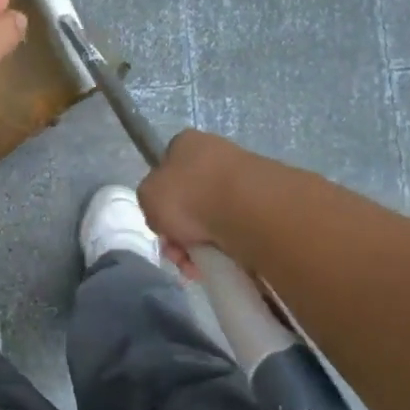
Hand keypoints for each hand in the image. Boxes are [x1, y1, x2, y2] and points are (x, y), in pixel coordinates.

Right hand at [138, 129, 248, 273]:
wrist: (245, 211)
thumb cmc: (188, 195)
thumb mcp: (147, 196)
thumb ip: (149, 201)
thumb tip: (166, 214)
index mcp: (186, 143)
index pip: (167, 170)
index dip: (160, 200)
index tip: (160, 224)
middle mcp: (215, 156)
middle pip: (188, 201)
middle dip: (179, 232)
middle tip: (177, 253)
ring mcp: (241, 180)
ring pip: (209, 220)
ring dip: (199, 245)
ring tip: (197, 265)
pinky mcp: (262, 206)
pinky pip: (233, 232)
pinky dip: (223, 249)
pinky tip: (219, 263)